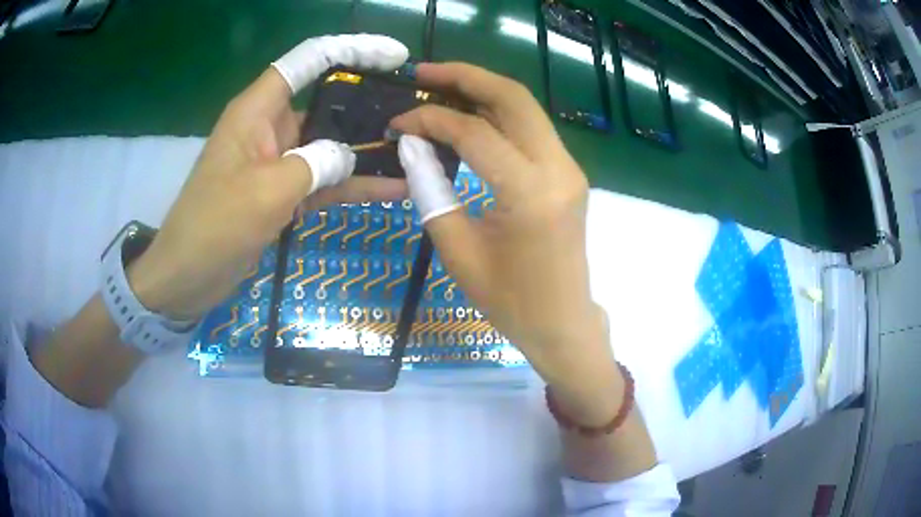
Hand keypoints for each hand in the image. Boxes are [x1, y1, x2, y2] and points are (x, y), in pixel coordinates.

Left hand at [129, 34, 409, 319]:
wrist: (189, 277)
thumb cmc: (215, 225)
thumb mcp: (266, 190)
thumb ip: (316, 165)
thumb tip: (349, 157)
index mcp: (259, 110)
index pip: (308, 61)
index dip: (352, 49)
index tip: (394, 56)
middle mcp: (272, 127)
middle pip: (328, 101)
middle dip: (370, 104)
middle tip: (418, 113)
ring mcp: (280, 162)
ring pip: (331, 145)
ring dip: (368, 151)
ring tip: (417, 152)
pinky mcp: (284, 193)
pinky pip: (326, 181)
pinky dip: (354, 185)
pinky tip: (393, 189)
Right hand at [392, 63, 619, 418]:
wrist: (562, 322)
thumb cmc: (510, 302)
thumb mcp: (458, 251)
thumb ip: (431, 191)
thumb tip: (411, 146)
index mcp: (531, 194)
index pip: (475, 133)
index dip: (431, 121)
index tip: (399, 123)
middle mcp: (559, 169)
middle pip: (514, 98)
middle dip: (466, 77)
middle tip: (424, 74)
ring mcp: (569, 168)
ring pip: (526, 108)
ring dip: (484, 90)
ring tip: (441, 86)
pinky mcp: (568, 173)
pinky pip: (532, 129)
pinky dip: (499, 114)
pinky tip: (469, 116)